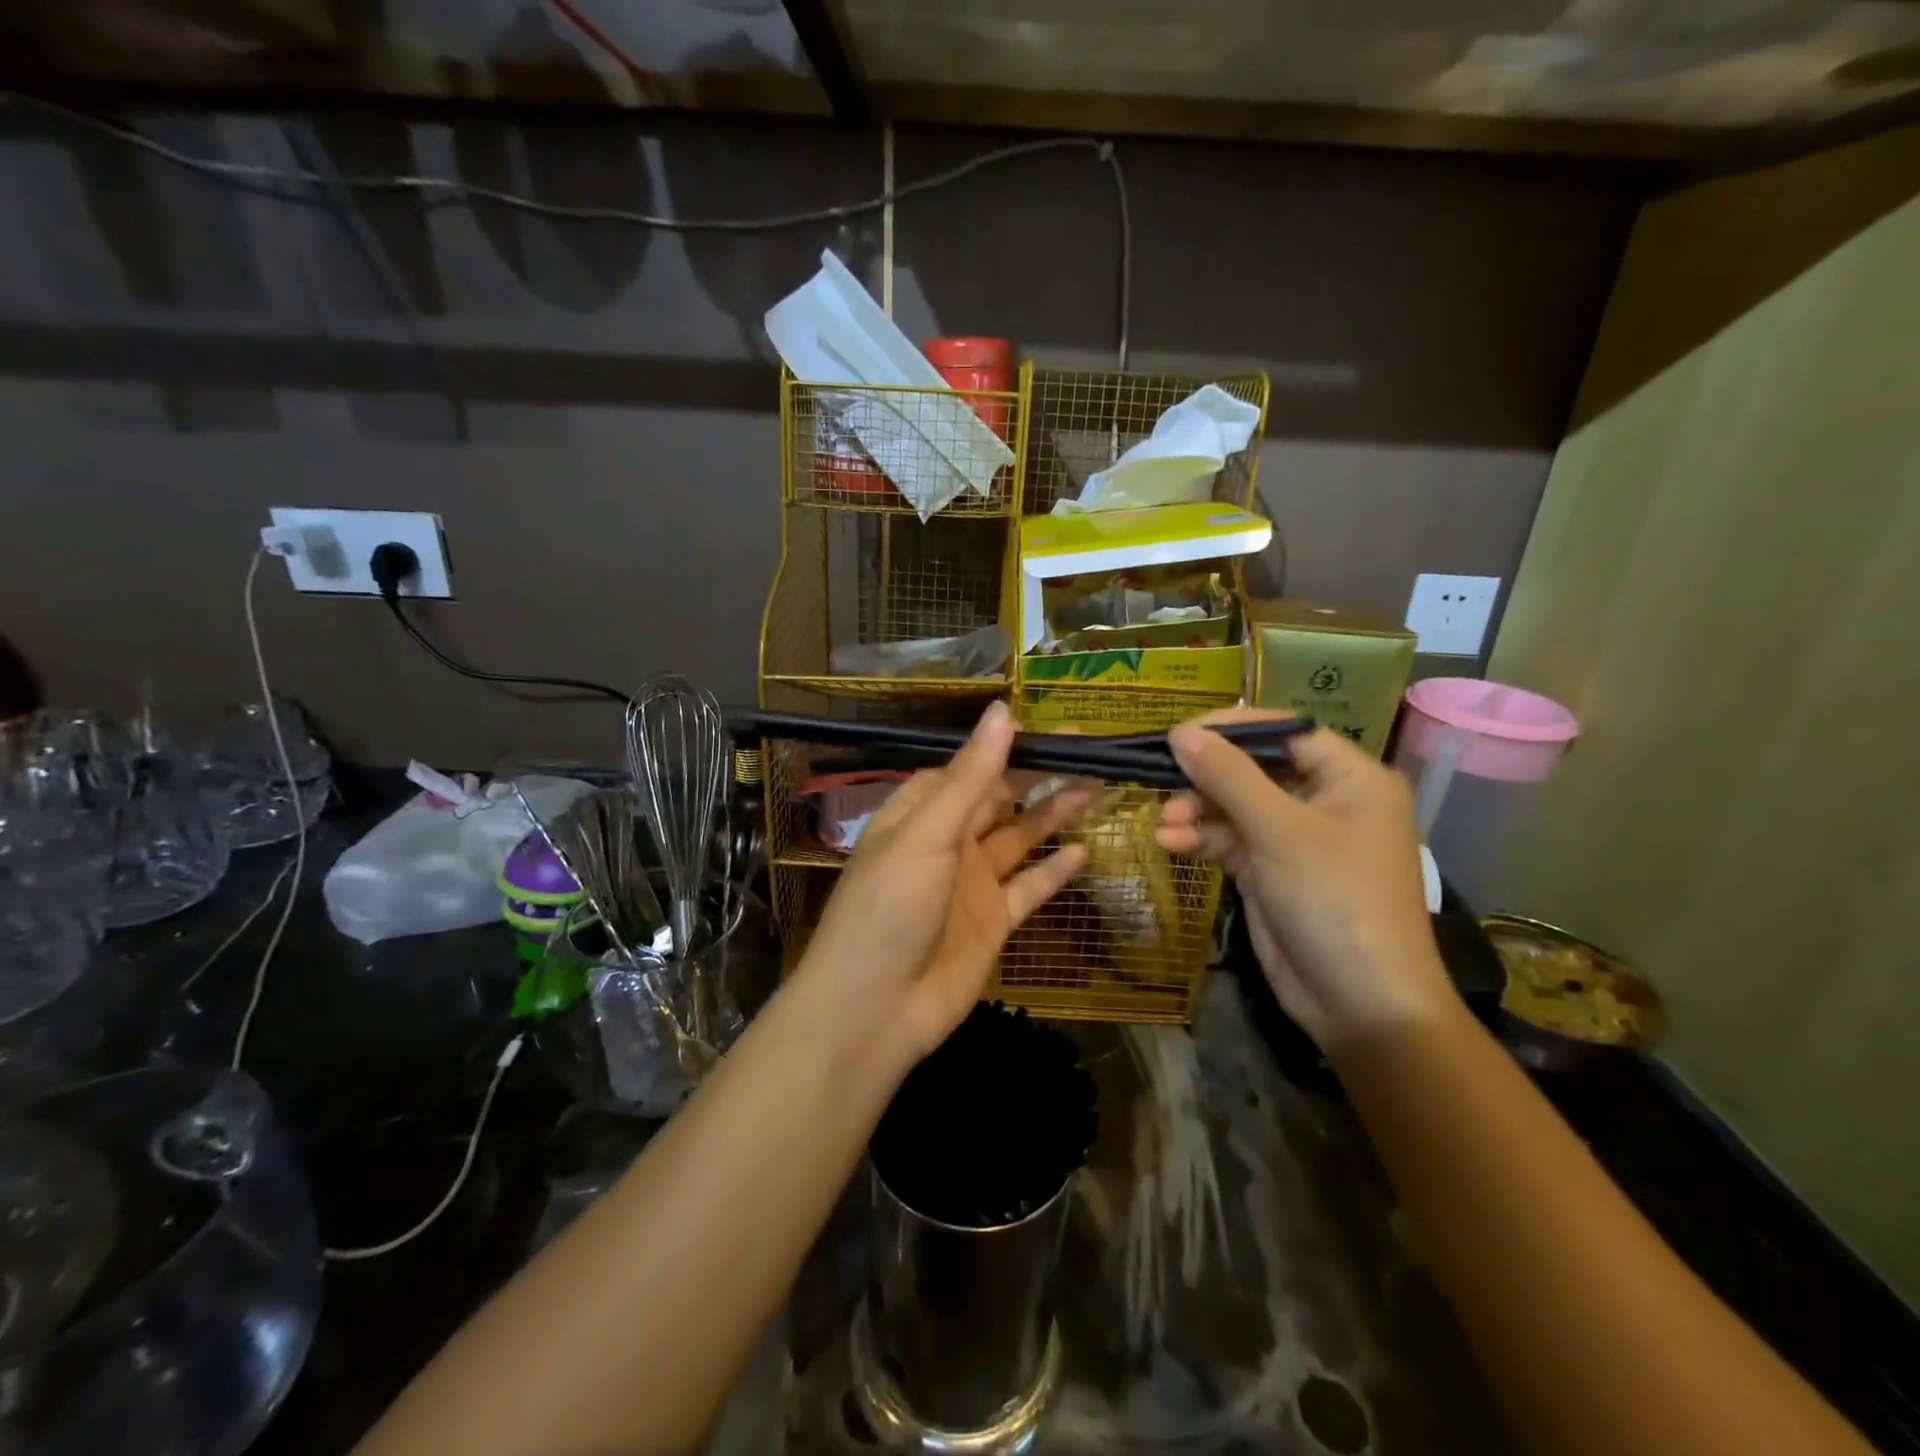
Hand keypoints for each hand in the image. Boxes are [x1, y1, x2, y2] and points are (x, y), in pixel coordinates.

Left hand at [797, 702, 1092, 1067]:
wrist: (875, 1009)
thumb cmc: (890, 906)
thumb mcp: (928, 832)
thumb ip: (971, 776)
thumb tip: (1003, 711)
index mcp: (920, 813)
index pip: (970, 767)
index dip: (1009, 747)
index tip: (1054, 729)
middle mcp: (947, 842)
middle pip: (1000, 799)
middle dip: (1040, 776)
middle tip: (1091, 753)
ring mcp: (971, 883)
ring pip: (1021, 838)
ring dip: (1055, 814)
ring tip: (1099, 787)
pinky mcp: (993, 922)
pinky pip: (1029, 888)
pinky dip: (1054, 870)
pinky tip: (1084, 849)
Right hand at [1156, 711, 1455, 1048]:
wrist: (1361, 1006)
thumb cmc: (1336, 902)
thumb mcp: (1280, 832)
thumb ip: (1229, 777)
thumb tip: (1181, 731)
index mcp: (1350, 778)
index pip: (1285, 731)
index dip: (1231, 729)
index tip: (1179, 733)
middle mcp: (1325, 800)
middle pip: (1254, 768)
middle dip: (1206, 778)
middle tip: (1163, 784)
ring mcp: (1296, 838)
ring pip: (1235, 806)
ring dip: (1197, 811)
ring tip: (1164, 824)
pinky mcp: (1272, 871)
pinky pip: (1230, 840)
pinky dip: (1201, 840)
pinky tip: (1170, 844)